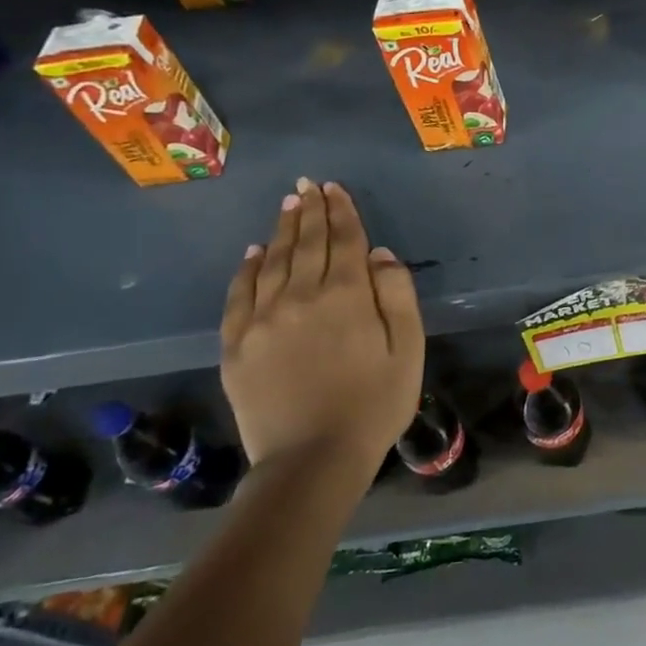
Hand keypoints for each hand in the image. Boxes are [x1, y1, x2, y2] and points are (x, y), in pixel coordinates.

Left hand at [220, 179, 423, 469]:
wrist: (312, 461)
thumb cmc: (374, 405)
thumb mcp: (408, 349)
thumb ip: (397, 296)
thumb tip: (379, 254)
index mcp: (346, 296)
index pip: (344, 240)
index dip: (341, 211)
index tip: (334, 188)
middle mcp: (301, 296)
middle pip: (307, 243)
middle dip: (311, 210)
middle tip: (308, 185)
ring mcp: (263, 319)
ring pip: (273, 262)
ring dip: (282, 230)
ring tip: (288, 205)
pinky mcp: (236, 344)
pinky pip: (240, 294)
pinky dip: (247, 268)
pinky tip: (254, 252)